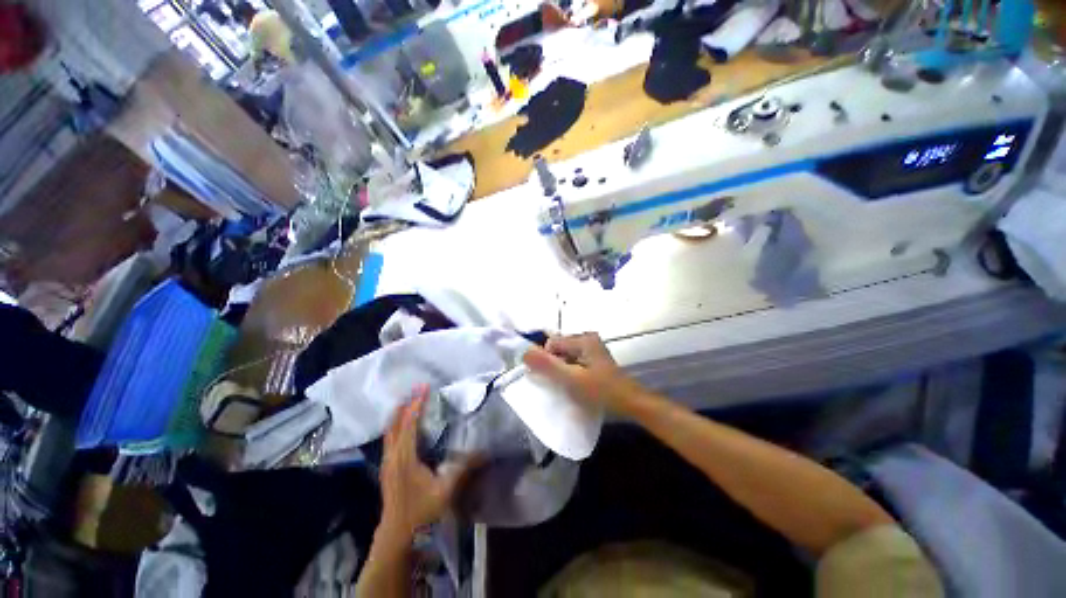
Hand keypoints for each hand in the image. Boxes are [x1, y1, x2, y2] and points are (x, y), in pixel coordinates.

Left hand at [378, 387, 475, 540]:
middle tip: (416, 390)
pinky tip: (404, 428)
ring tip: (410, 402)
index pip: (410, 423)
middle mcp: (393, 456)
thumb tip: (484, 452)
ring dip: (399, 415)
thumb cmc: (420, 512)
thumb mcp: (446, 490)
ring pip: (389, 432)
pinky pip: (390, 440)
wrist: (396, 538)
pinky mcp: (387, 470)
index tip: (424, 387)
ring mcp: (387, 463)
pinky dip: (396, 427)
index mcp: (405, 457)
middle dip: (405, 404)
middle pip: (395, 424)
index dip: (417, 403)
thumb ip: (464, 469)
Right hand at [523, 332, 644, 411]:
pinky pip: (574, 361)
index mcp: (583, 339)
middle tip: (561, 384)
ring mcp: (592, 348)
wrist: (632, 403)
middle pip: (559, 348)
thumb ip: (547, 365)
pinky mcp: (594, 358)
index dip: (547, 361)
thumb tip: (524, 351)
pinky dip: (571, 371)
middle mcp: (587, 339)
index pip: (552, 343)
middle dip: (555, 365)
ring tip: (569, 386)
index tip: (552, 379)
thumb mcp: (572, 379)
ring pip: (565, 356)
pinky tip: (576, 384)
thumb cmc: (602, 391)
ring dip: (562, 370)